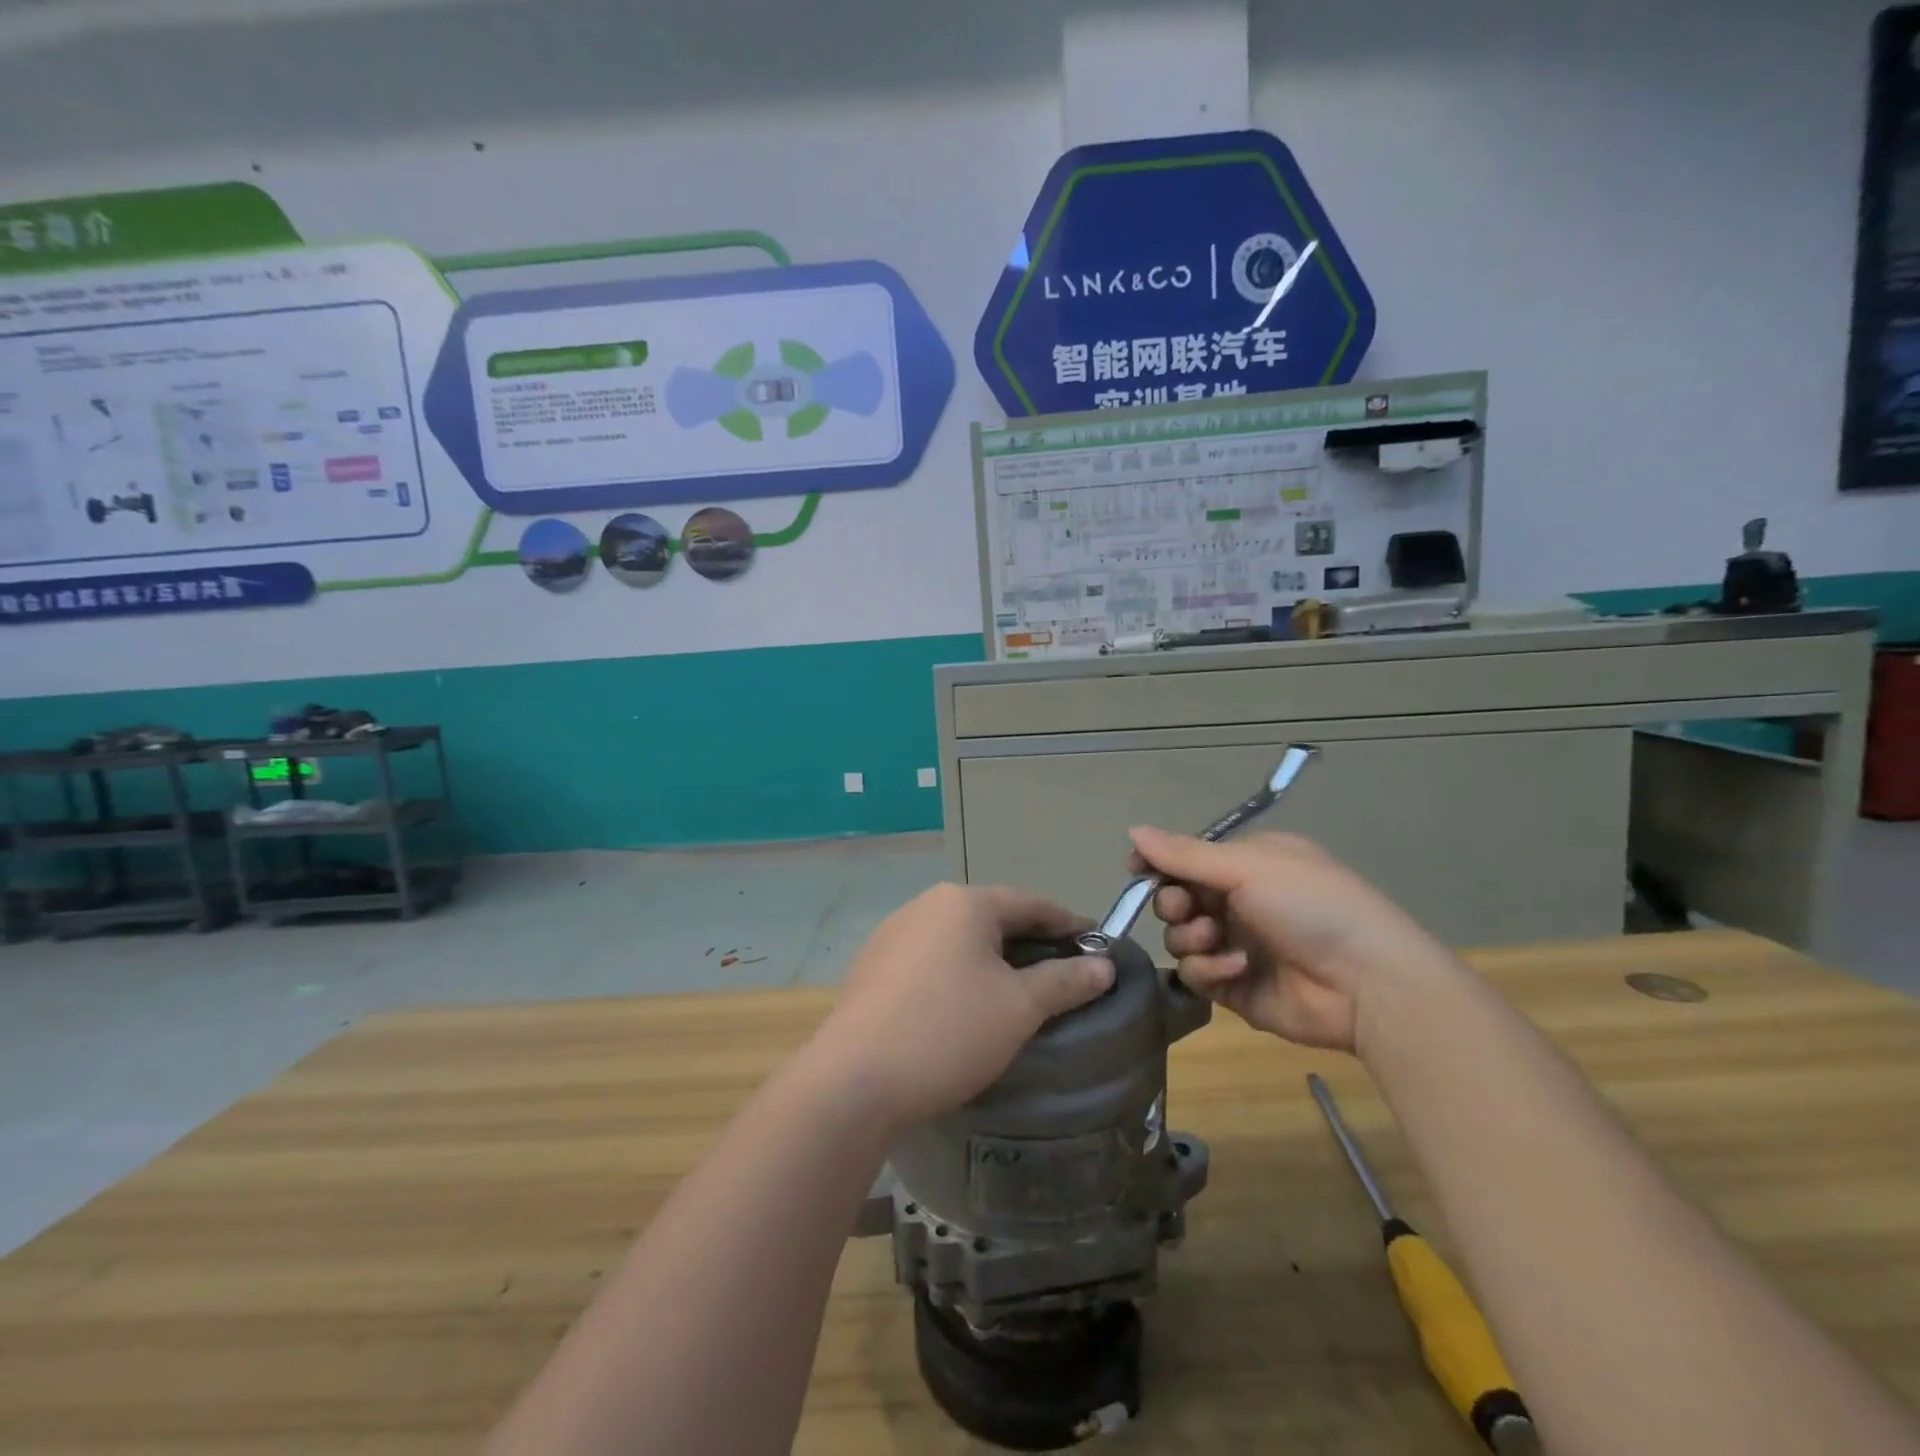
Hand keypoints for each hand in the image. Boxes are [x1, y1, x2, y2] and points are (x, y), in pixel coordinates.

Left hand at [808, 884, 1114, 1128]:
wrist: (854, 1079)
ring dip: (992, 959)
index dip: (1069, 924)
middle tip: (1063, 974)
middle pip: (993, 917)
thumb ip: (1065, 981)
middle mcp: (926, 905)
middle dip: (1030, 943)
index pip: (1032, 903)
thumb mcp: (1019, 1008)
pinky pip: (930, 959)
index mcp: (963, 903)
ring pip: (959, 938)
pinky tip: (964, 1005)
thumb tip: (1104, 965)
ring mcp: (893, 934)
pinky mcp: (873, 966)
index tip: (1098, 947)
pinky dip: (958, 973)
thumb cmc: (948, 1031)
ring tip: (1017, 992)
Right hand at [1128, 828, 1454, 1053]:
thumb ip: (1185, 854)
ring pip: (1180, 938)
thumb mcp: (1248, 867)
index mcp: (1249, 865)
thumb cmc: (1311, 905)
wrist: (1368, 984)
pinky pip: (1196, 974)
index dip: (1159, 863)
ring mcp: (1236, 945)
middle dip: (1172, 902)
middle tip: (1184, 908)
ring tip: (1214, 937)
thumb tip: (1133, 829)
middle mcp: (1239, 902)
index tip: (1136, 869)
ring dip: (1190, 936)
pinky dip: (1210, 968)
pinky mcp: (1235, 988)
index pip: (1188, 859)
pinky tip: (1237, 967)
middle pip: (1176, 898)